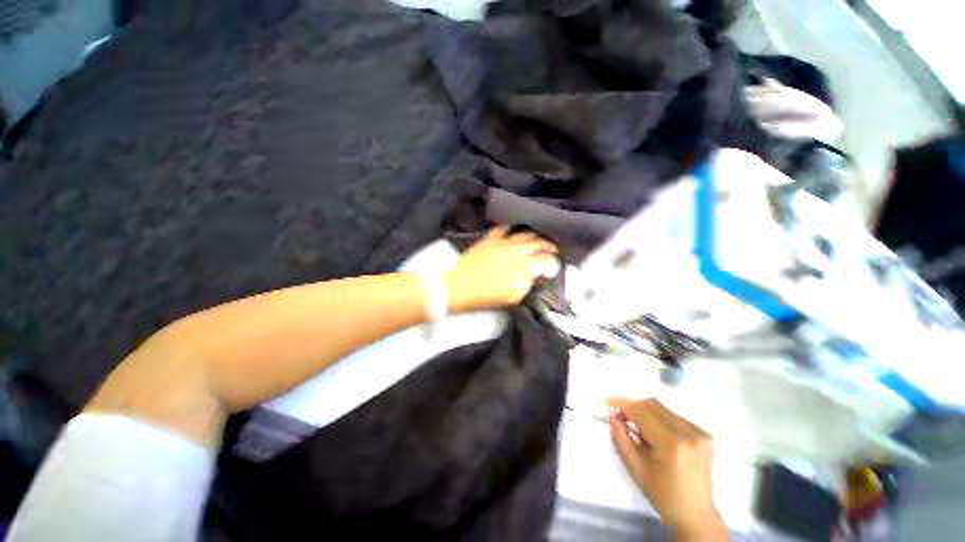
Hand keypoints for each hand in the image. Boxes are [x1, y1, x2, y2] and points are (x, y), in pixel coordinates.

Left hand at [444, 226, 559, 311]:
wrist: (459, 286)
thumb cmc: (486, 296)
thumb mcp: (512, 296)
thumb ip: (527, 283)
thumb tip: (534, 274)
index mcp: (524, 266)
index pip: (547, 260)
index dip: (554, 264)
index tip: (553, 269)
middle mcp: (517, 250)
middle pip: (539, 243)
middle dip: (549, 247)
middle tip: (553, 251)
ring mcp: (503, 242)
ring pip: (525, 234)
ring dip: (535, 237)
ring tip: (539, 240)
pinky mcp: (490, 239)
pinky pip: (504, 228)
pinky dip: (512, 229)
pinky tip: (516, 230)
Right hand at [607, 398, 726, 540]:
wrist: (694, 513)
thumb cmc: (662, 494)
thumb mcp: (635, 467)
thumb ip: (621, 438)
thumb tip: (613, 416)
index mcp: (673, 444)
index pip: (642, 411)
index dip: (623, 404)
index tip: (607, 402)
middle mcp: (689, 433)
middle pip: (652, 405)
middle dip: (633, 407)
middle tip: (620, 417)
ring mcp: (699, 433)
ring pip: (661, 409)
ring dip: (645, 414)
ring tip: (641, 435)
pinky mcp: (703, 434)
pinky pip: (672, 416)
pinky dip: (658, 420)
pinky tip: (657, 438)